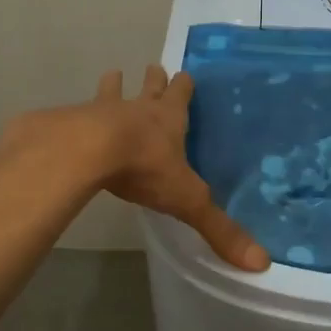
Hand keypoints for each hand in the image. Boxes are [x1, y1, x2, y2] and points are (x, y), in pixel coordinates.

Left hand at [84, 65, 268, 270]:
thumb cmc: (145, 168)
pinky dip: (75, 114)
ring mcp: (102, 111)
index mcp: (169, 120)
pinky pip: (75, 113)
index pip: (181, 95)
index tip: (185, 75)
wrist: (85, 151)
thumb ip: (220, 229)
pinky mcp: (71, 122)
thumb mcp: (188, 200)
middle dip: (154, 80)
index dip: (184, 86)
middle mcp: (138, 109)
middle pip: (150, 87)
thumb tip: (262, 262)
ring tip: (113, 75)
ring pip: (111, 92)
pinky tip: (69, 116)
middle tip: (154, 68)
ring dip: (114, 86)